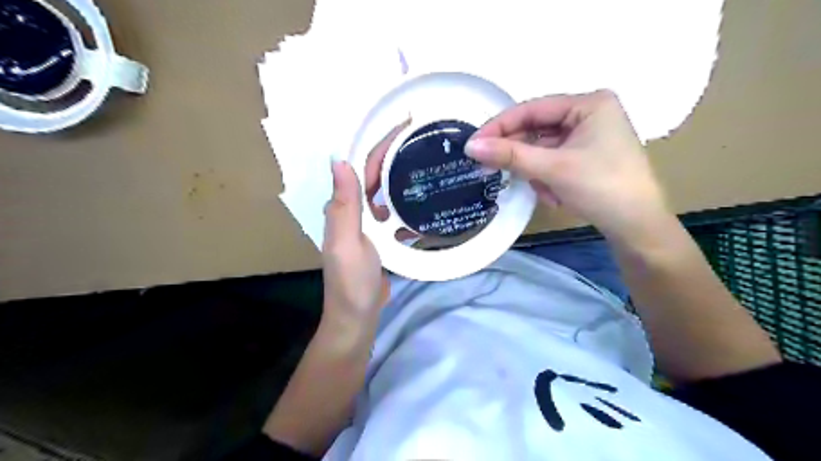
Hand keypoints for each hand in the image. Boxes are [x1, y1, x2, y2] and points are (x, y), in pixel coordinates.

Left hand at [321, 121, 410, 325]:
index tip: (405, 123)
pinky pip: (395, 212)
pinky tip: (426, 201)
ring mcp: (369, 224)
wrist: (357, 316)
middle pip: (376, 174)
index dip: (381, 143)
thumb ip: (344, 206)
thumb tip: (339, 159)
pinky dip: (408, 204)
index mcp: (345, 207)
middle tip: (425, 138)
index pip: (363, 166)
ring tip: (429, 162)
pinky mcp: (381, 237)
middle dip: (396, 153)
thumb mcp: (346, 244)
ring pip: (387, 192)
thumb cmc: (352, 282)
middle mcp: (355, 210)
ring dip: (403, 176)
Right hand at [469, 89, 672, 241]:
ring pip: (543, 150)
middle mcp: (589, 115)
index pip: (533, 109)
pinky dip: (548, 179)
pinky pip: (553, 162)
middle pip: (537, 130)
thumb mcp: (553, 168)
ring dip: (538, 172)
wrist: (637, 228)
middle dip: (523, 157)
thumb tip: (471, 146)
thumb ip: (510, 155)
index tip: (473, 143)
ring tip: (549, 192)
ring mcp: (588, 138)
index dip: (500, 126)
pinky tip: (558, 196)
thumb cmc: (601, 187)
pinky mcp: (585, 158)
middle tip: (494, 169)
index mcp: (589, 104)